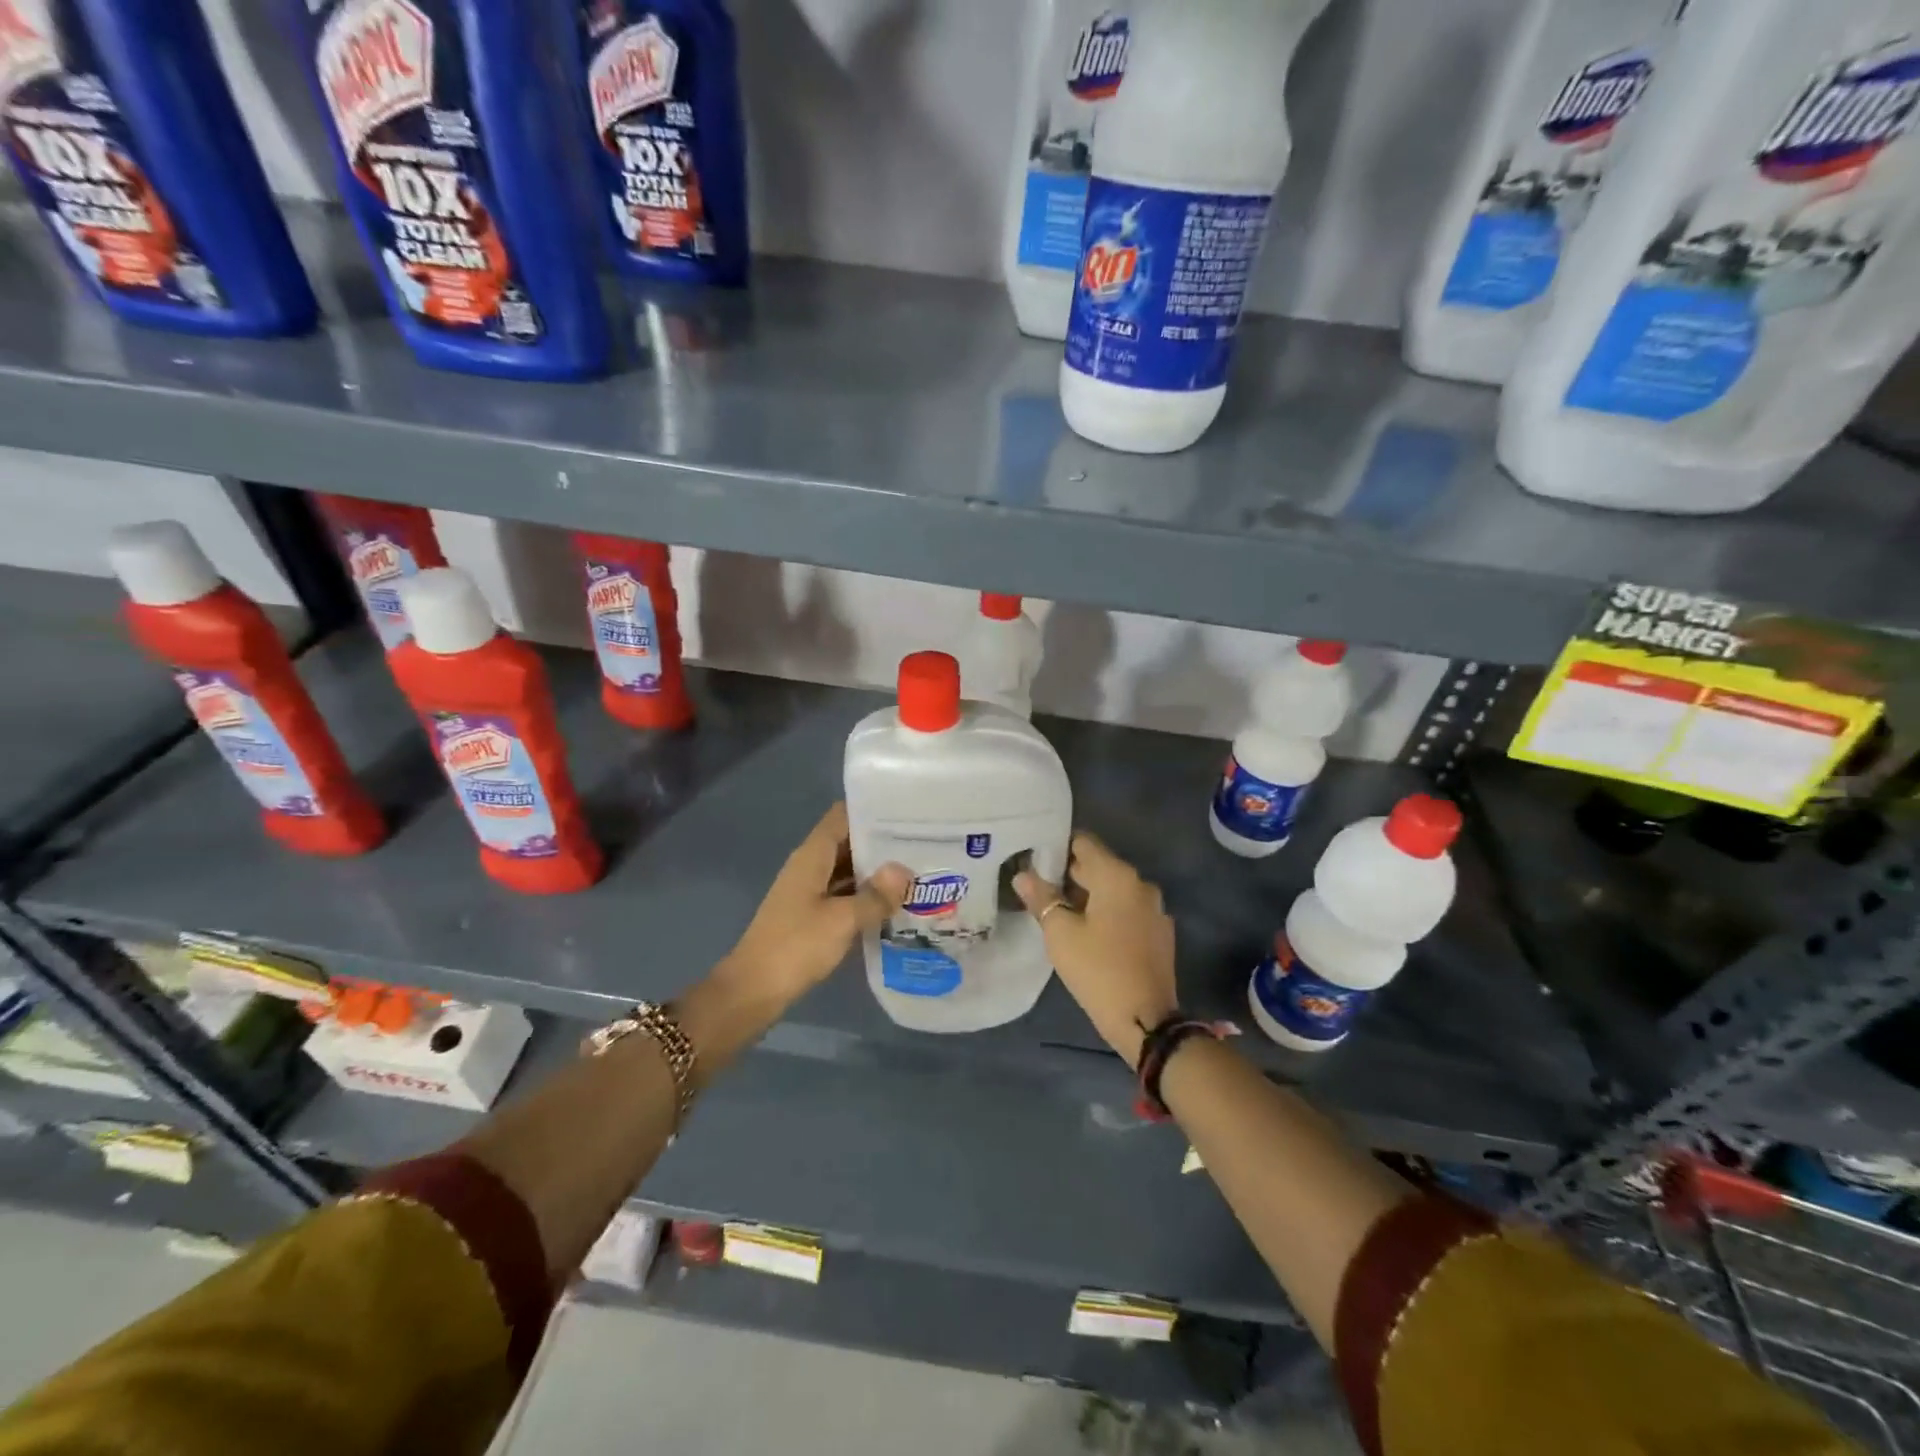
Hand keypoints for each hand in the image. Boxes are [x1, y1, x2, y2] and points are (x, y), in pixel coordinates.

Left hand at [720, 803, 910, 1010]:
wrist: (753, 991)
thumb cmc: (795, 947)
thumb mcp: (842, 920)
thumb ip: (875, 895)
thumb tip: (905, 870)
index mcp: (812, 856)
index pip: (842, 816)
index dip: (872, 811)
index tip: (906, 813)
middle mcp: (809, 867)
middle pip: (848, 842)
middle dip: (882, 844)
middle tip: (923, 844)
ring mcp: (809, 892)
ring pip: (848, 871)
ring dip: (876, 872)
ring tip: (917, 871)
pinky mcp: (812, 916)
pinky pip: (844, 895)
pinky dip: (866, 896)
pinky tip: (894, 905)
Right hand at [1015, 833, 1176, 1065]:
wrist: (1145, 1020)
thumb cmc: (1098, 970)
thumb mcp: (1060, 933)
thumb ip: (1041, 898)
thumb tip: (1023, 874)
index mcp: (1117, 876)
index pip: (1084, 843)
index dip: (1057, 847)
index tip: (1034, 858)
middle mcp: (1140, 884)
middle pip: (1099, 866)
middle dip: (1069, 874)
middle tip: (1038, 886)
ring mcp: (1154, 909)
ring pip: (1113, 890)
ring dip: (1088, 896)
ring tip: (1058, 910)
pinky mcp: (1159, 934)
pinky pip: (1127, 911)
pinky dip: (1107, 914)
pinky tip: (1088, 932)